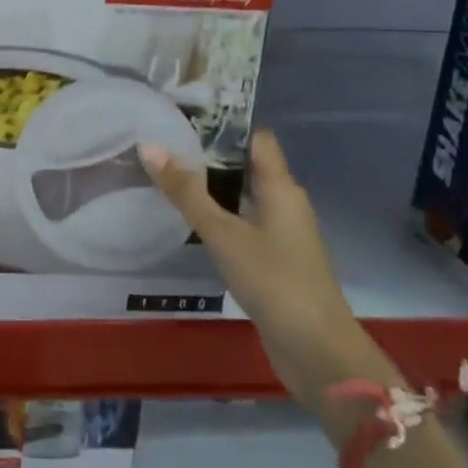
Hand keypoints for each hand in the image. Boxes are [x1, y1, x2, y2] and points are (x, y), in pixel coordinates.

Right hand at [139, 130, 380, 412]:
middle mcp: (285, 204)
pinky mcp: (276, 260)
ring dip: (212, 187)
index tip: (184, 115)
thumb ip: (186, 192)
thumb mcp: (223, 233)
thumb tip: (149, 146)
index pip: (256, 138)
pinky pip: (244, 224)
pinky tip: (191, 222)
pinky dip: (220, 216)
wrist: (317, 352)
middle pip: (247, 165)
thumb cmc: (274, 281)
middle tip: (164, 143)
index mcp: (281, 188)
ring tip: (168, 176)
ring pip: (244, 197)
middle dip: (209, 154)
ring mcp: (283, 234)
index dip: (224, 123)